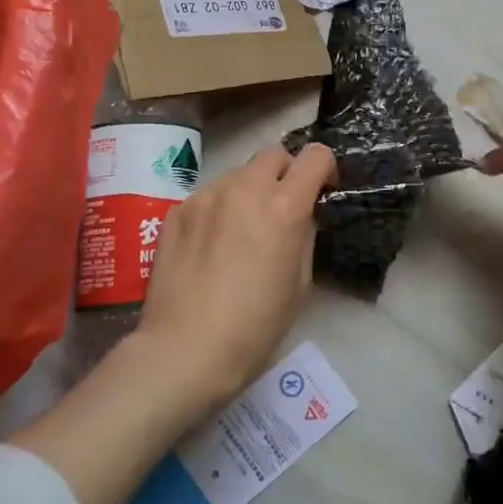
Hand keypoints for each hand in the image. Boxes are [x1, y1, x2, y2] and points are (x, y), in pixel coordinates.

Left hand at [129, 141, 337, 411]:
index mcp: (284, 207)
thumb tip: (301, 216)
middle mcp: (245, 188)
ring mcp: (206, 196)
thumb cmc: (255, 327)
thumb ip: (304, 235)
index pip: (316, 156)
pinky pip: (209, 195)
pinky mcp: (177, 210)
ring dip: (250, 190)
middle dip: (285, 173)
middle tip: (281, 207)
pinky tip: (211, 245)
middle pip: (274, 153)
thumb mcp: (300, 283)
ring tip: (241, 229)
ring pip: (238, 173)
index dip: (325, 169)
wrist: (184, 350)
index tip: (321, 191)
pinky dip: (219, 208)